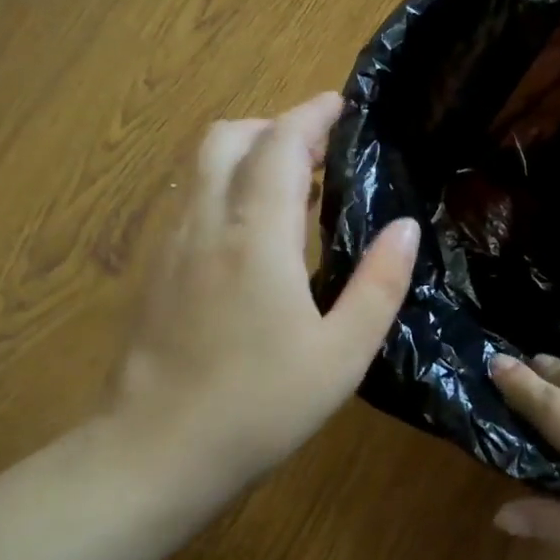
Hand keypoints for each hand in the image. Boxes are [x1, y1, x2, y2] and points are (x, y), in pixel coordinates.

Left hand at [105, 92, 418, 507]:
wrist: (154, 454)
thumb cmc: (259, 406)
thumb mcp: (342, 354)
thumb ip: (379, 284)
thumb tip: (405, 227)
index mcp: (256, 237)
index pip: (279, 144)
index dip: (311, 115)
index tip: (341, 104)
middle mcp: (206, 224)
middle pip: (227, 137)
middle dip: (274, 126)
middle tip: (319, 150)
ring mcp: (171, 246)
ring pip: (202, 167)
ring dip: (247, 154)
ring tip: (293, 186)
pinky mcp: (154, 271)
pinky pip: (191, 201)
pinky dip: (225, 187)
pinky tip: (253, 234)